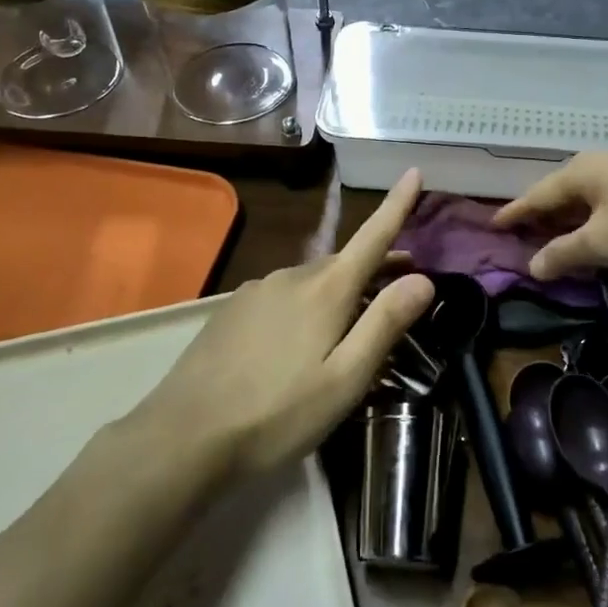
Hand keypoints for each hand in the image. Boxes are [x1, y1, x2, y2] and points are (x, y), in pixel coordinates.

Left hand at [144, 170, 433, 477]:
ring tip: (350, 323)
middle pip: (344, 262)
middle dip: (376, 265)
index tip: (414, 171)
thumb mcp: (344, 379)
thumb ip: (384, 324)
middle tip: (403, 281)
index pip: (372, 236)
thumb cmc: (277, 413)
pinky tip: (297, 341)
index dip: (396, 205)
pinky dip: (305, 305)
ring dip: (339, 290)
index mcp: (325, 290)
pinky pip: (283, 296)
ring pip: (311, 281)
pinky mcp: (233, 309)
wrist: (185, 435)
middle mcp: (291, 276)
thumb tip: (423, 279)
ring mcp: (257, 290)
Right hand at [491, 151, 607, 281]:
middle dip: (547, 211)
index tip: (495, 224)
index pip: (539, 193)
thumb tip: (532, 265)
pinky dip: (606, 211)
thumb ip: (564, 253)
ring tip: (568, 230)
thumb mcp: (603, 244)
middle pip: (567, 188)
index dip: (516, 212)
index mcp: (584, 170)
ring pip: (597, 190)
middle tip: (529, 231)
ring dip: (578, 212)